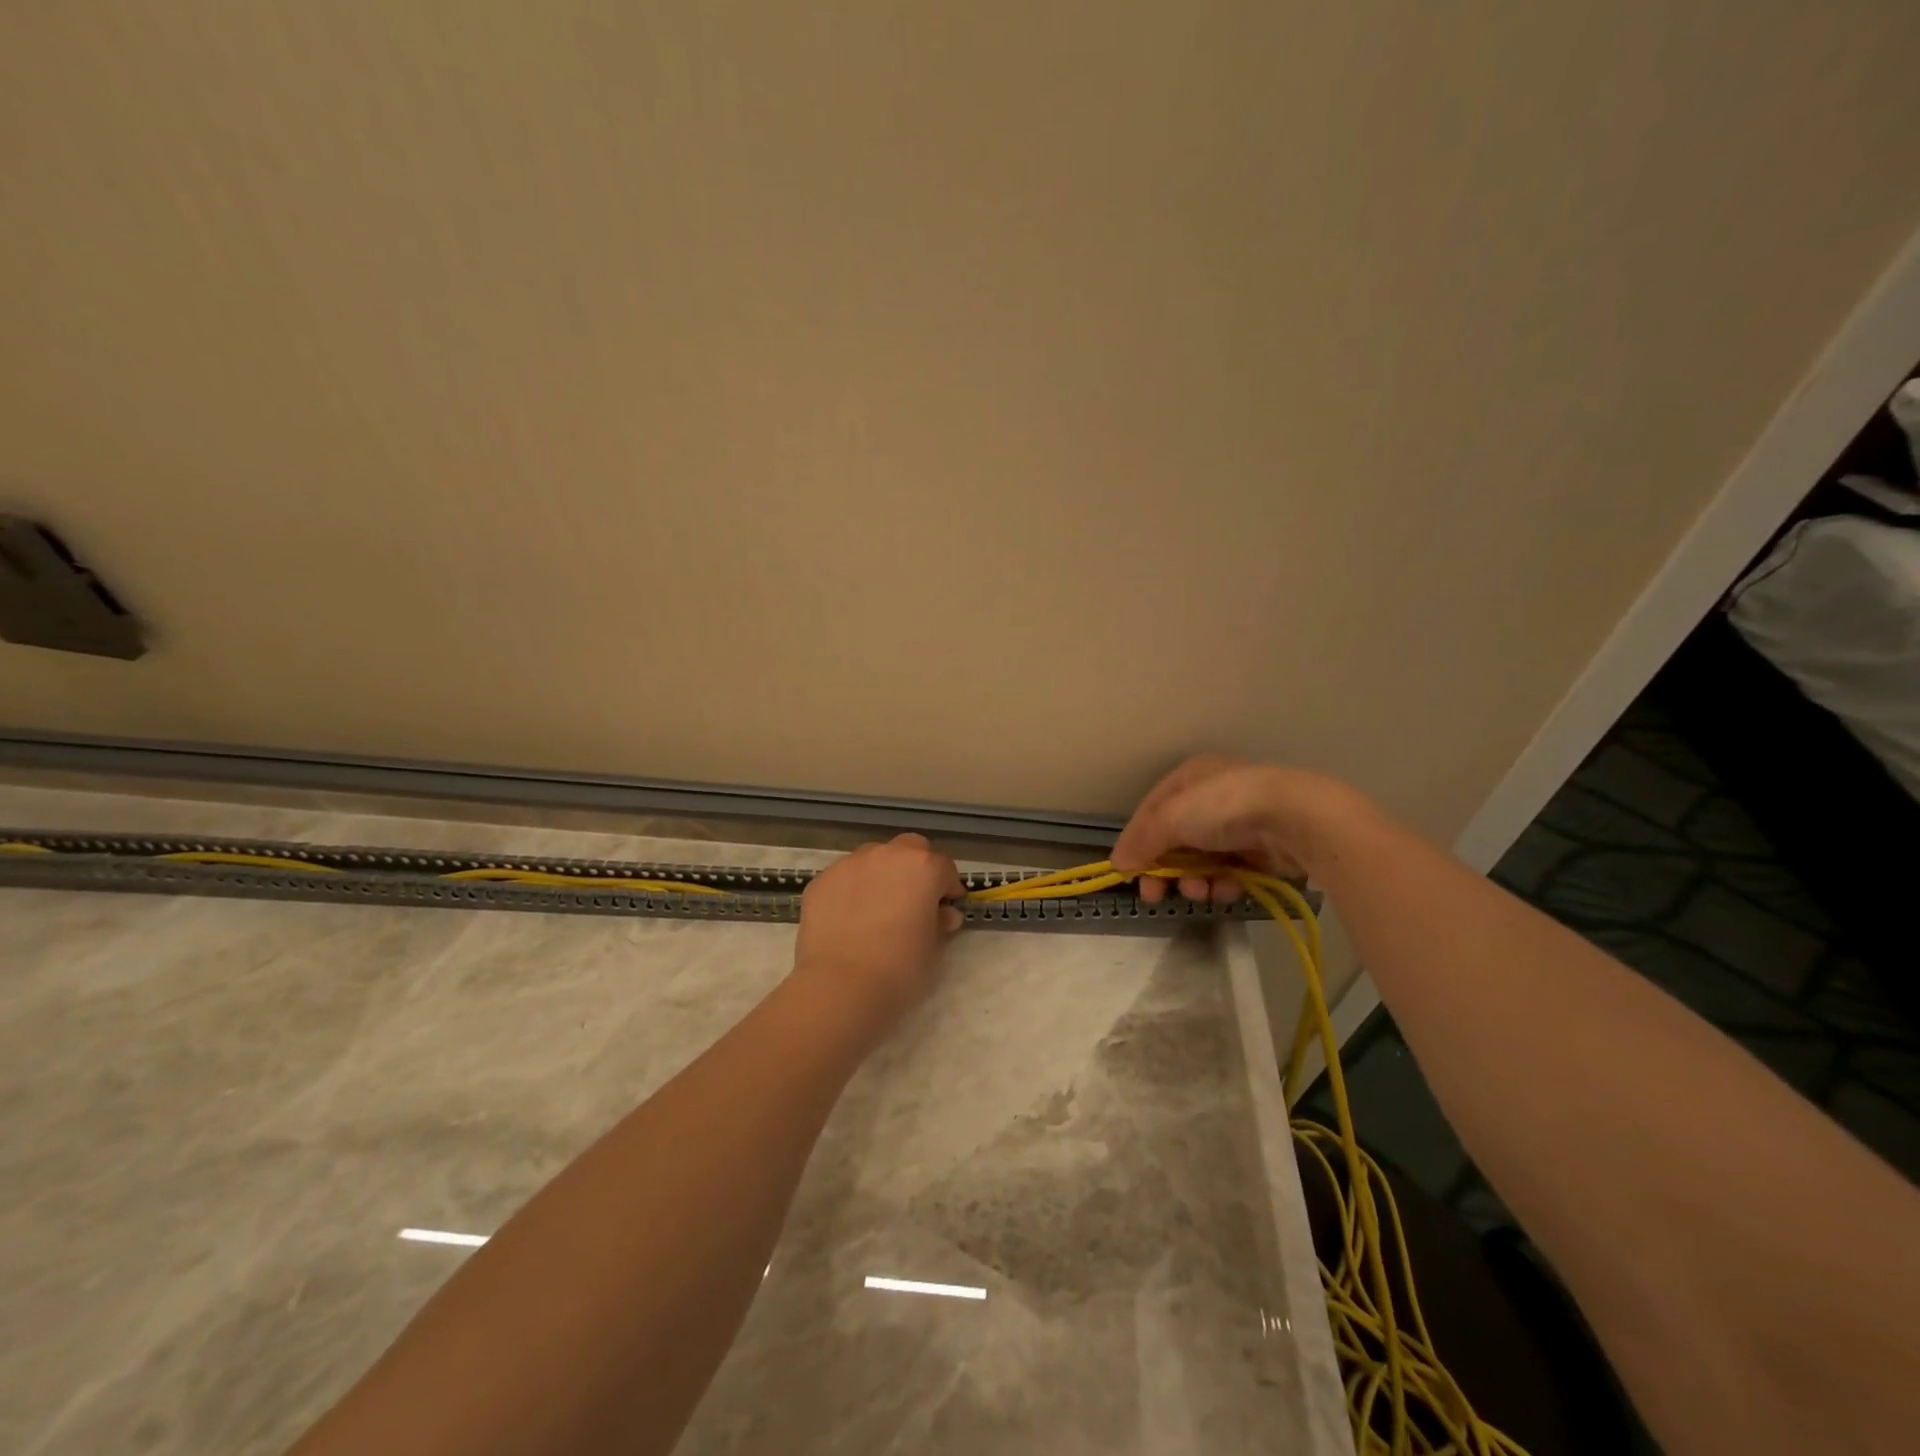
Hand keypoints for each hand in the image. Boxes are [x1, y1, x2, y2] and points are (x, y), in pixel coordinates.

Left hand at [791, 833, 964, 1036]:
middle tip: (913, 900)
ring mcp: (850, 864)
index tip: (946, 908)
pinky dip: (851, 891)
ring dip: (881, 875)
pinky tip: (849, 919)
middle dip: (915, 868)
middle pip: (909, 849)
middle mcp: (887, 855)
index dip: (948, 888)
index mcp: (923, 867)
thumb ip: (939, 924)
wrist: (841, 986)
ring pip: (873, 859)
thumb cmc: (900, 968)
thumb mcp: (933, 949)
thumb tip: (943, 915)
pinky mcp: (821, 881)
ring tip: (877, 909)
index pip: (944, 867)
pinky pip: (844, 878)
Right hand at [1111, 754, 1370, 901]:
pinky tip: (1226, 889)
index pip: (1150, 812)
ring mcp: (1239, 824)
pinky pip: (1231, 871)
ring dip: (1193, 880)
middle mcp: (1212, 797)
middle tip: (1156, 896)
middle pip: (1175, 839)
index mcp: (1189, 777)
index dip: (1135, 842)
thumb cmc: (1224, 807)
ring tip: (1199, 892)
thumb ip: (1142, 842)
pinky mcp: (1262, 849)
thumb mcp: (1171, 818)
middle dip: (1166, 869)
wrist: (1295, 819)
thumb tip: (1118, 864)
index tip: (1127, 873)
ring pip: (1202, 859)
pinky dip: (1223, 883)